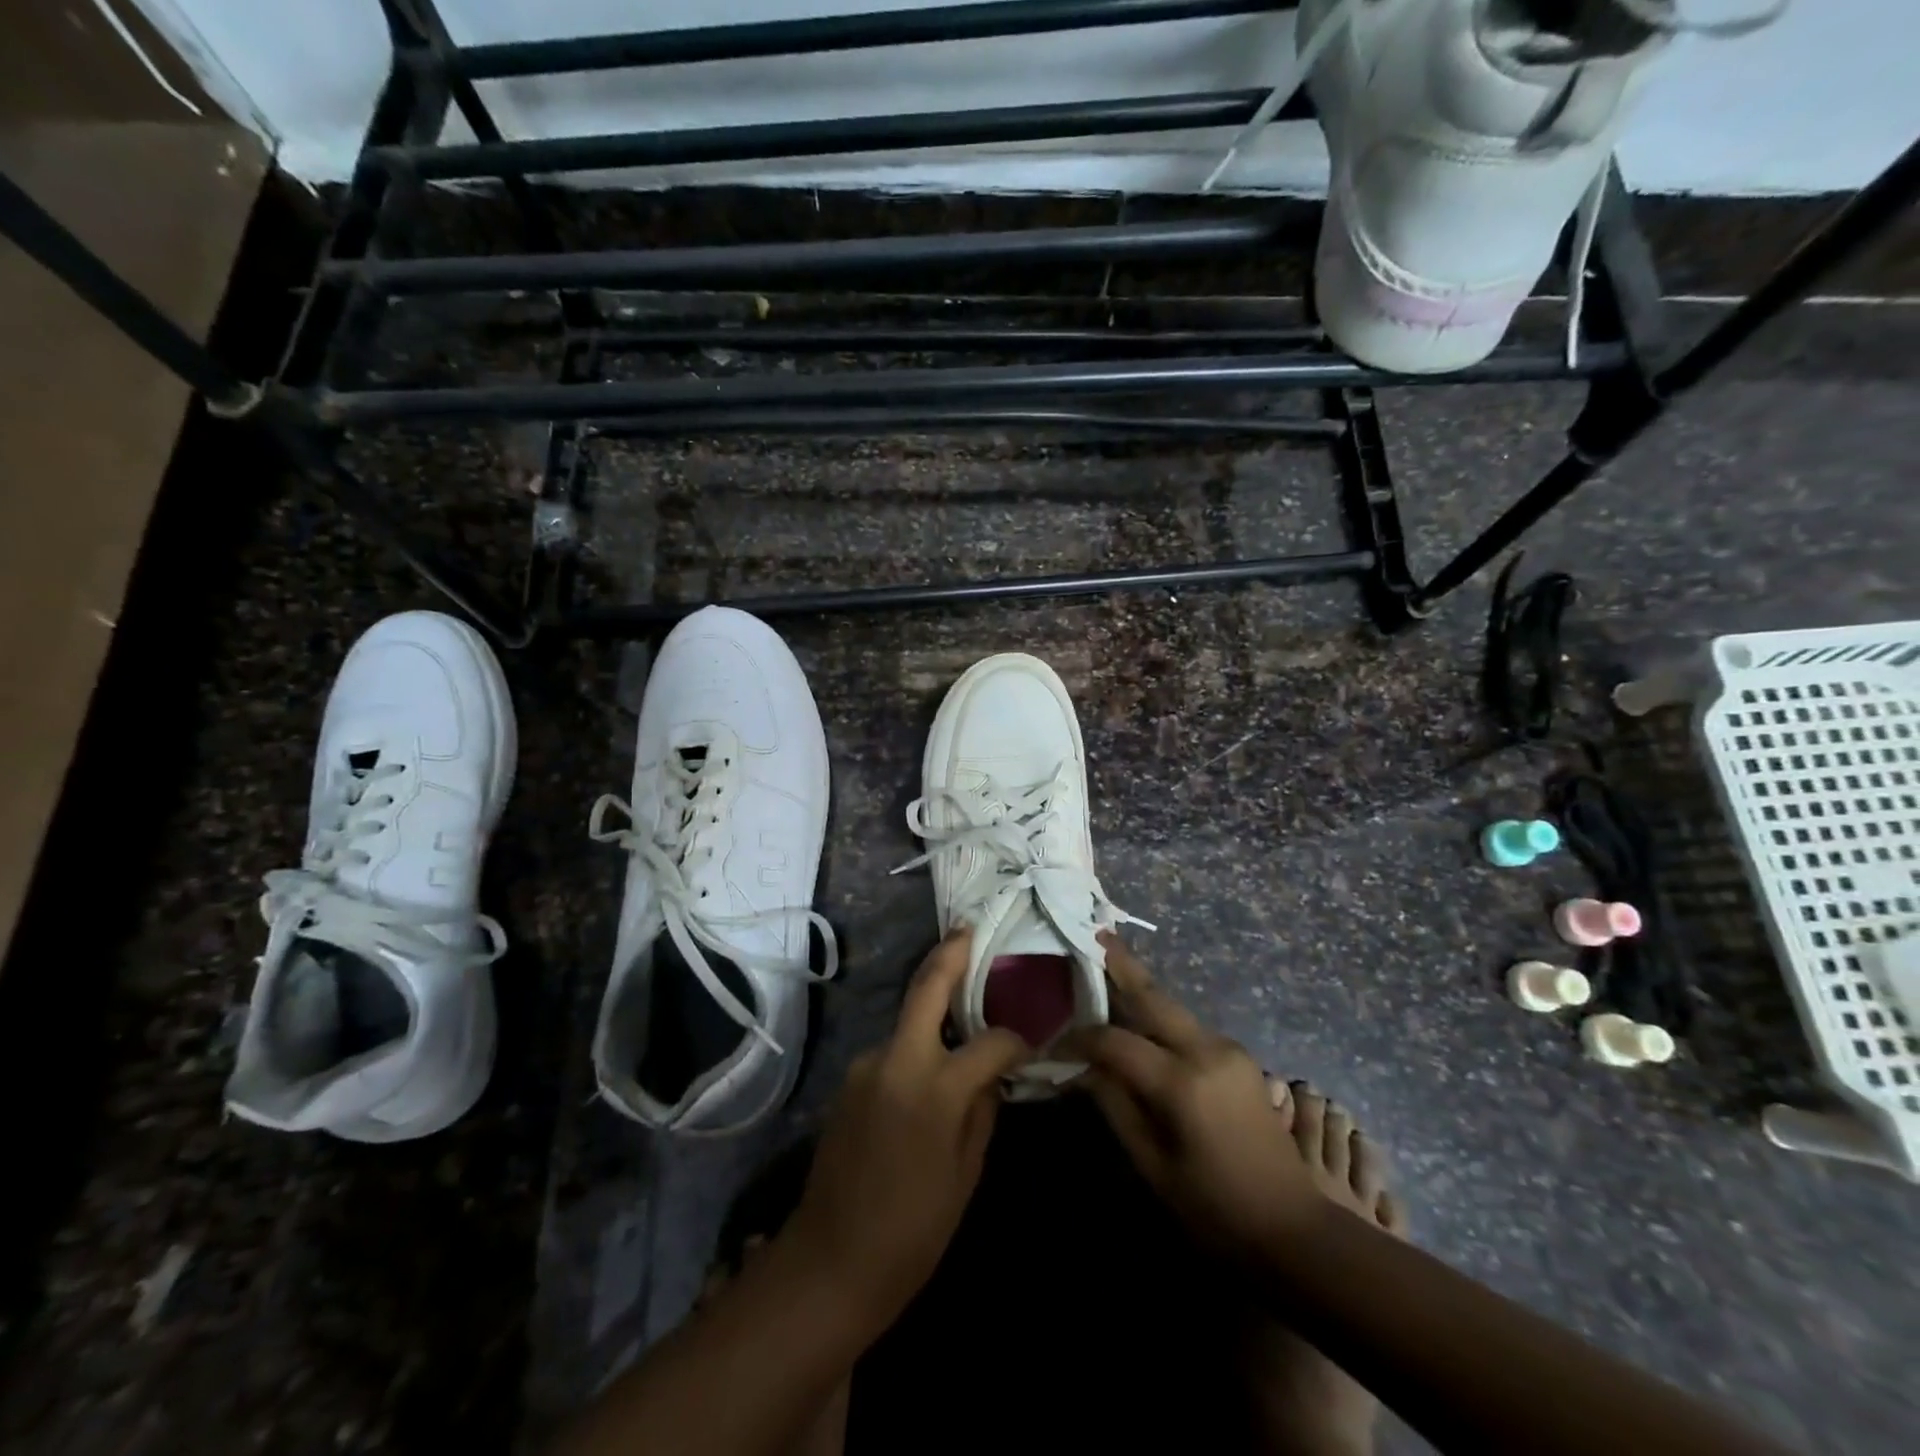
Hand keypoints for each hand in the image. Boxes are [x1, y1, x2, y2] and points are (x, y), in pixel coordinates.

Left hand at [785, 928, 1029, 1329]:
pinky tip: (933, 1064)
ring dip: (935, 1010)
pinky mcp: (851, 1079)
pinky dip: (917, 1045)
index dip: (1015, 1038)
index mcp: (933, 1087)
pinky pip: (894, 1051)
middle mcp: (895, 1060)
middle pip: (926, 987)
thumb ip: (981, 1111)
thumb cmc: (912, 1231)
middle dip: (950, 953)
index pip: (989, 1042)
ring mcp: (866, 1065)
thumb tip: (992, 1076)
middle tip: (970, 930)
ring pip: (909, 1020)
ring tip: (966, 1009)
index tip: (1032, 1039)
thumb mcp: (964, 1175)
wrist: (829, 1262)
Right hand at [1062, 935, 1321, 1261]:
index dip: (1081, 1039)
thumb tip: (1084, 1068)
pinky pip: (1190, 1029)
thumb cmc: (1215, 1211)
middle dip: (1123, 965)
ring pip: (1174, 1010)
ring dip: (1142, 993)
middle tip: (1096, 934)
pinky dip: (1161, 1021)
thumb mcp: (1154, 1167)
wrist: (1296, 1232)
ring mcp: (1230, 1051)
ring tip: (1109, 970)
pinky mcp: (1241, 1060)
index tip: (1055, 1044)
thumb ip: (1116, 1107)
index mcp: (1183, 1083)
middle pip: (1155, 997)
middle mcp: (1208, 1051)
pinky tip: (1143, 1023)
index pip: (1116, 1042)